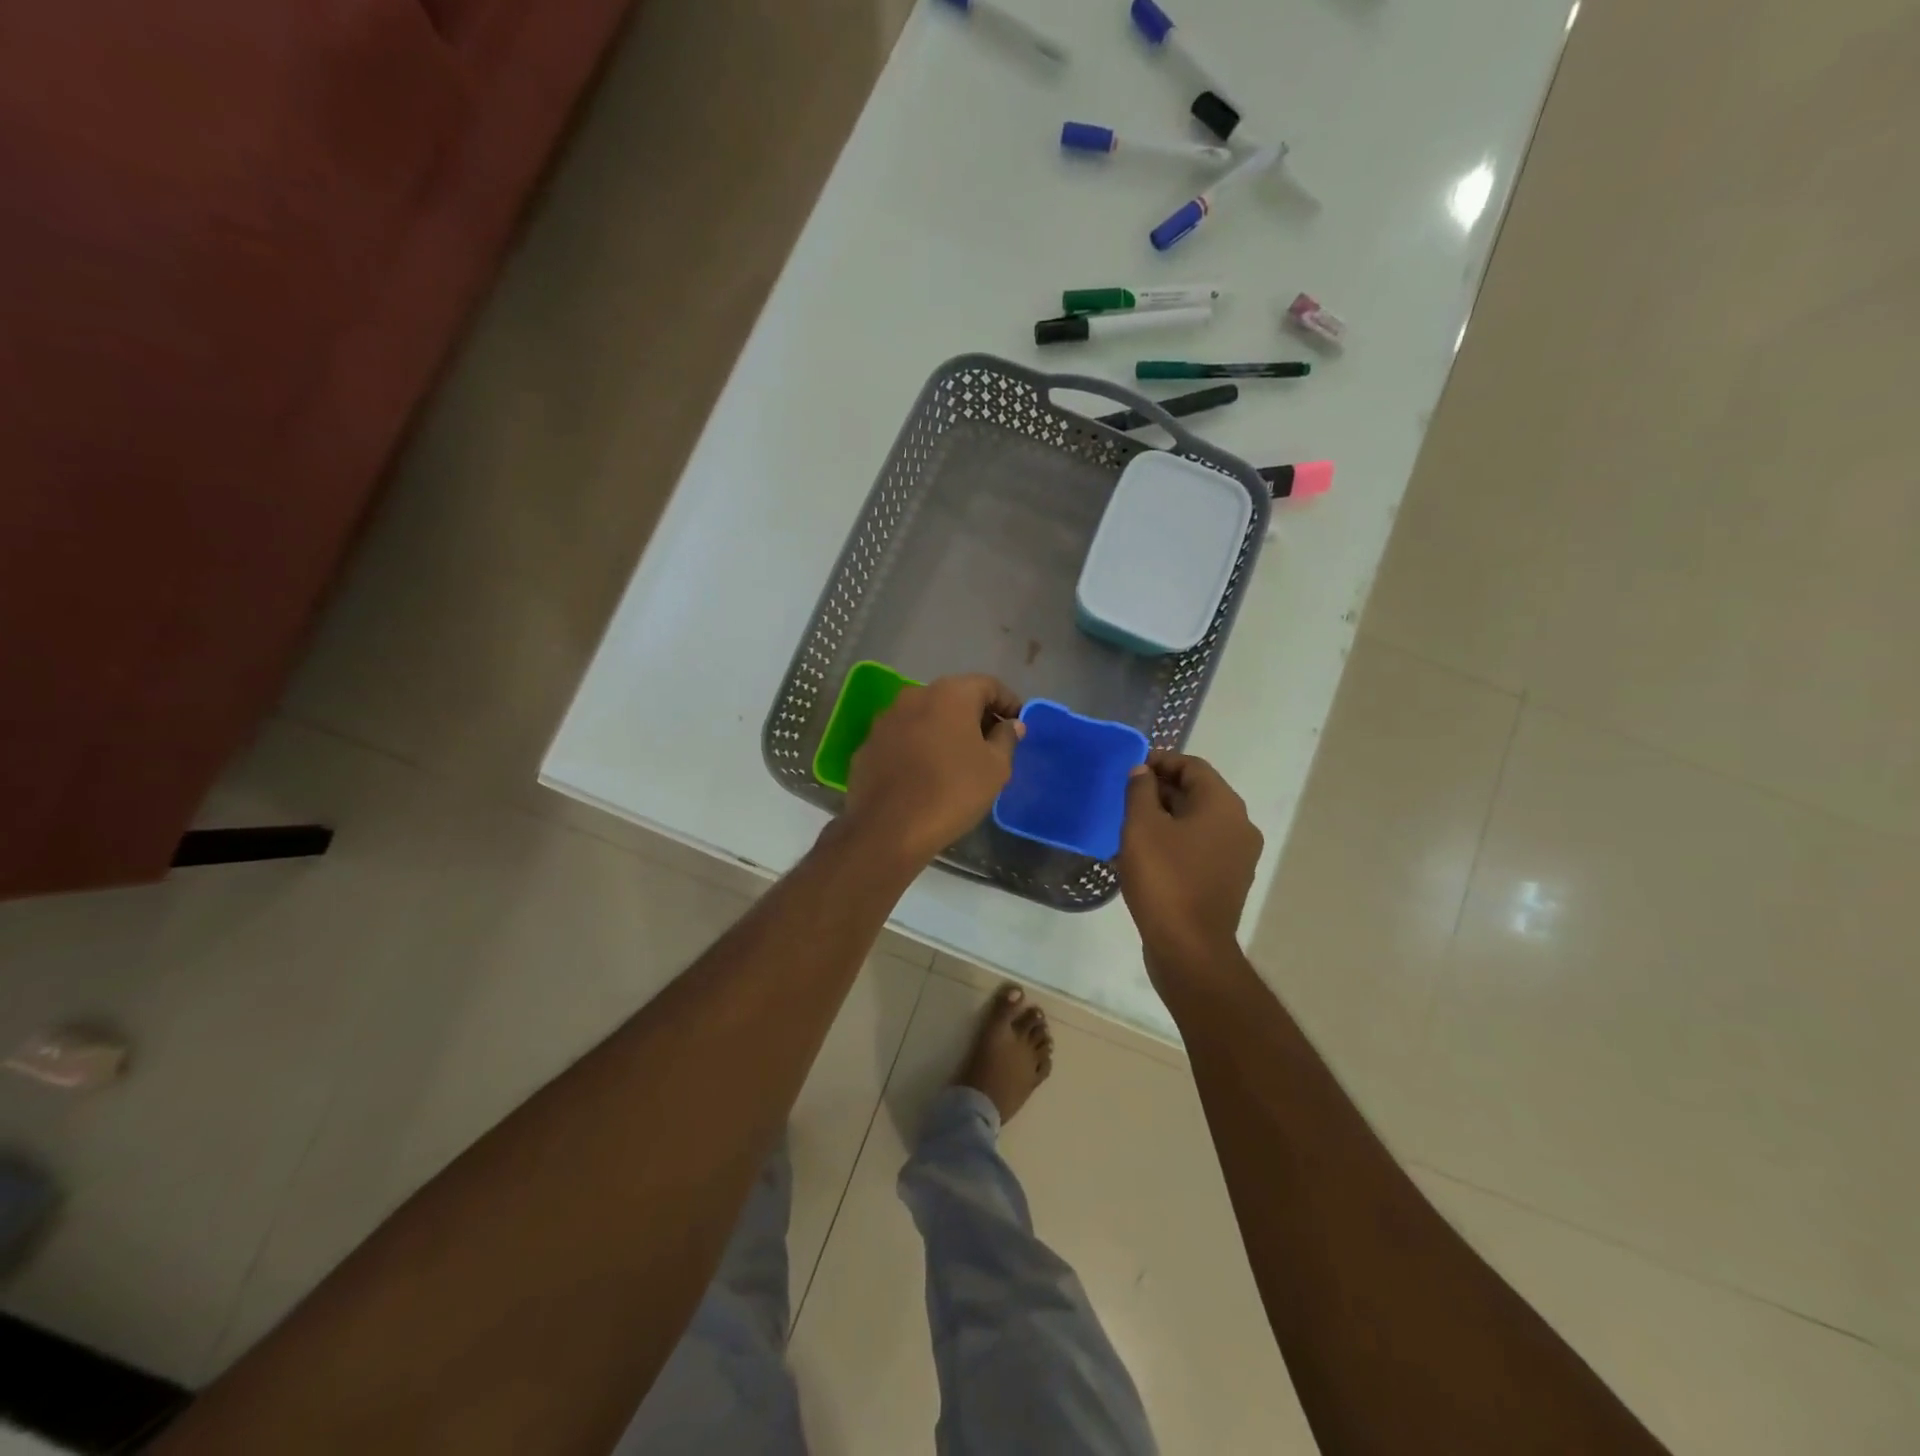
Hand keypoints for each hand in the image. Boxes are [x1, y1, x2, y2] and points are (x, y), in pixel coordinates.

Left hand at [845, 675, 1023, 865]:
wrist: (887, 829)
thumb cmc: (952, 792)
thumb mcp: (995, 768)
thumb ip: (1006, 739)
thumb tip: (1010, 725)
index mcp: (950, 694)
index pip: (988, 685)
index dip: (1008, 703)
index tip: (1019, 725)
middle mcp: (914, 695)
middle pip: (954, 697)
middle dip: (976, 716)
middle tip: (993, 744)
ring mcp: (886, 719)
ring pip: (926, 716)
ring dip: (945, 730)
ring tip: (959, 760)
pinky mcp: (868, 744)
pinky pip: (903, 737)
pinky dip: (919, 746)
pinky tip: (926, 773)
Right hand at [1117, 751, 1263, 979]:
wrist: (1189, 948)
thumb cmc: (1164, 879)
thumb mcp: (1141, 827)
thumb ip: (1140, 791)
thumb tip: (1142, 771)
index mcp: (1223, 805)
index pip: (1193, 766)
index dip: (1161, 761)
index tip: (1131, 768)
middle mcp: (1239, 825)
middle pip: (1198, 793)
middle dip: (1161, 790)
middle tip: (1125, 797)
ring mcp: (1238, 856)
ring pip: (1198, 822)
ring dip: (1166, 817)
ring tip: (1130, 824)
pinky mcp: (1228, 881)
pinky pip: (1200, 848)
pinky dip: (1175, 842)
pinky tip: (1145, 854)